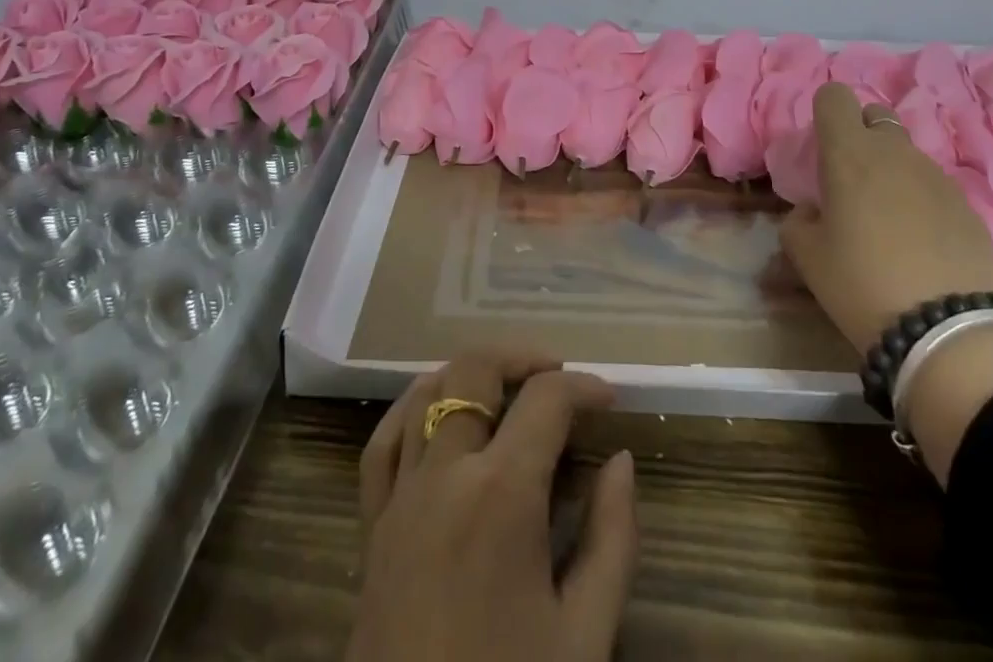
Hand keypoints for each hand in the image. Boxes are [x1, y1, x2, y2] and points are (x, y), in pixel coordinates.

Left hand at [349, 348, 637, 661]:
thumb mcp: (585, 637)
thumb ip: (612, 538)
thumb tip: (620, 460)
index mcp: (501, 495)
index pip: (545, 400)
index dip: (584, 387)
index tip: (609, 400)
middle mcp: (445, 474)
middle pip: (475, 370)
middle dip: (522, 358)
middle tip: (558, 379)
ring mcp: (400, 495)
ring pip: (425, 392)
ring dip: (469, 374)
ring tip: (505, 387)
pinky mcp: (372, 525)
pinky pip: (382, 442)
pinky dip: (410, 407)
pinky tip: (433, 407)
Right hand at [782, 84, 992, 484]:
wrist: (948, 332)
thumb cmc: (860, 283)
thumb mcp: (806, 255)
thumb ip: (800, 219)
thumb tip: (815, 211)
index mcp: (848, 152)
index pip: (835, 96)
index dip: (825, 112)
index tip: (821, 145)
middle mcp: (894, 152)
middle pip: (875, 116)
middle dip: (861, 135)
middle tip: (851, 180)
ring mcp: (937, 176)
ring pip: (907, 153)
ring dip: (892, 171)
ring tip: (887, 220)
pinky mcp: (969, 206)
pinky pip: (935, 187)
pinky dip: (921, 201)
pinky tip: (920, 243)